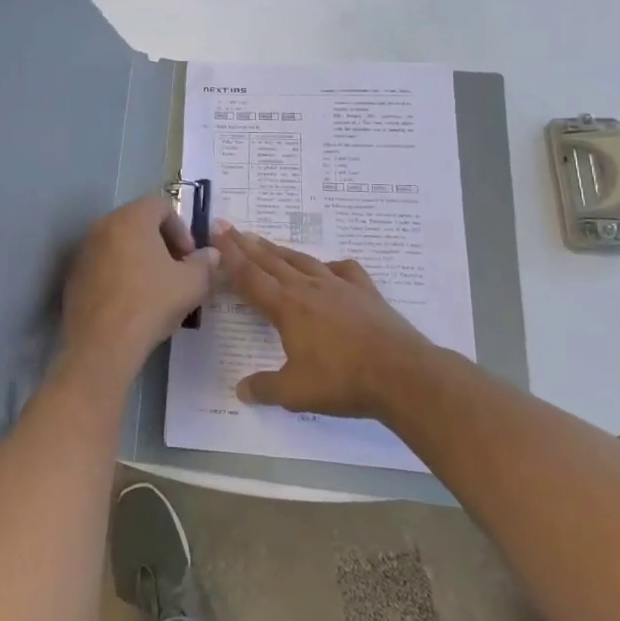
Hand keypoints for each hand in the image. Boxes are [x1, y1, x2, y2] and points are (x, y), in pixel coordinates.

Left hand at [58, 194, 218, 383]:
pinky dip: (119, 273)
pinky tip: (130, 301)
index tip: (189, 256)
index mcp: (133, 218)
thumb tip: (211, 254)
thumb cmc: (151, 303)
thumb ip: (204, 263)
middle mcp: (104, 225)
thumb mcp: (192, 284)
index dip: (181, 227)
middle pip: (138, 221)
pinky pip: (103, 263)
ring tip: (155, 287)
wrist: (102, 343)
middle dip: (161, 242)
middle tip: (176, 269)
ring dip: (139, 257)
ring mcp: (85, 249)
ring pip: (119, 243)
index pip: (161, 205)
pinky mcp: (74, 274)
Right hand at [216, 223, 434, 418]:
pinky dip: (330, 265)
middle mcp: (308, 289)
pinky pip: (343, 270)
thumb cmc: (343, 382)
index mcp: (286, 307)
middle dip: (247, 244)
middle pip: (271, 261)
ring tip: (265, 242)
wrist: (402, 374)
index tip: (217, 233)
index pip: (250, 276)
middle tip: (229, 227)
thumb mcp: (295, 393)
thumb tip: (240, 390)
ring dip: (280, 250)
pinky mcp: (365, 292)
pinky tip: (328, 268)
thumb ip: (265, 388)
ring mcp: (339, 286)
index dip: (230, 256)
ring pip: (302, 260)